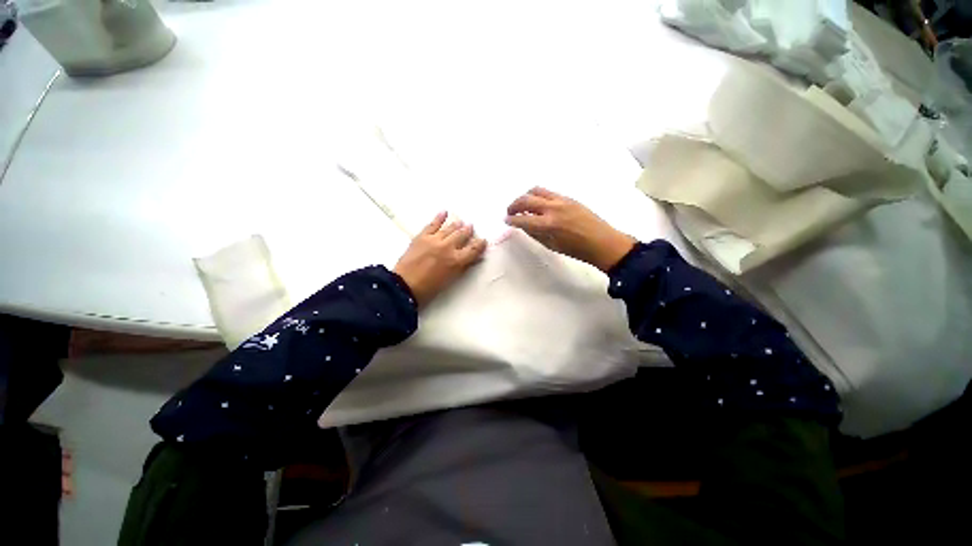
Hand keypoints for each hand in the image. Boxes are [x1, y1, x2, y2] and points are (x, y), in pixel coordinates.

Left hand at [393, 212, 486, 306]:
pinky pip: (432, 224)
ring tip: (461, 222)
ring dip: (457, 225)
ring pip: (449, 228)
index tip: (483, 241)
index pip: (473, 249)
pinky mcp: (422, 236)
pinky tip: (444, 212)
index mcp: (457, 260)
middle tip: (470, 227)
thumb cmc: (430, 287)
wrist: (405, 285)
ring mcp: (435, 240)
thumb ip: (463, 267)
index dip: (480, 244)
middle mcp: (448, 247)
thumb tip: (473, 259)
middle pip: (462, 235)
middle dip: (468, 231)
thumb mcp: (450, 280)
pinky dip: (439, 218)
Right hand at [505, 187, 636, 271]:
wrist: (601, 241)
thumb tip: (523, 225)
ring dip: (525, 196)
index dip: (511, 220)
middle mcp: (553, 208)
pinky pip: (548, 192)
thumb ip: (535, 233)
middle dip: (514, 205)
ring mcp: (561, 200)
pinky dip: (537, 196)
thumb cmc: (576, 249)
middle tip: (510, 212)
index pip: (523, 219)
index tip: (505, 220)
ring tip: (522, 205)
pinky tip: (537, 204)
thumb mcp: (552, 245)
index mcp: (548, 225)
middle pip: (526, 200)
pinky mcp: (568, 197)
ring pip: (536, 190)